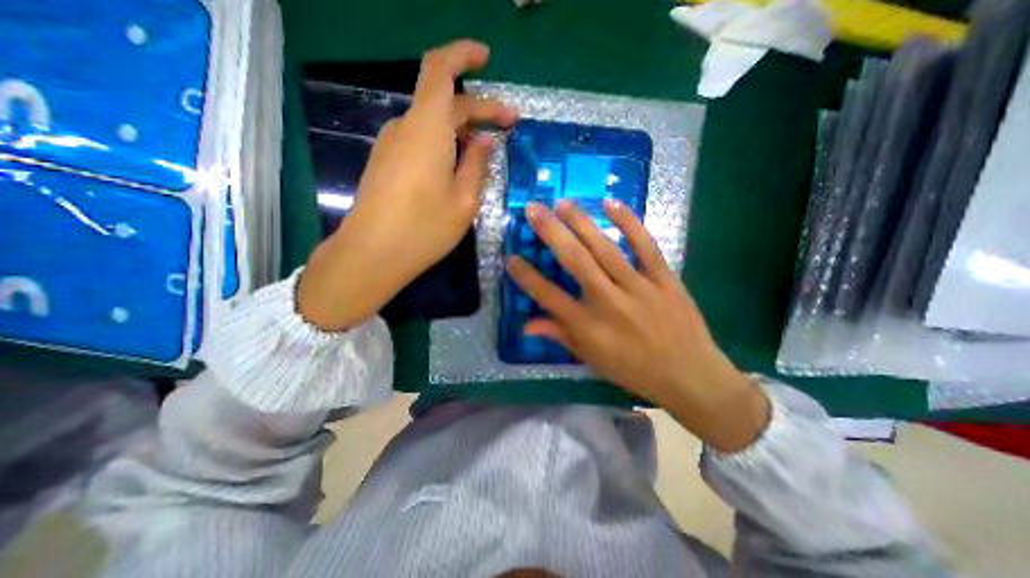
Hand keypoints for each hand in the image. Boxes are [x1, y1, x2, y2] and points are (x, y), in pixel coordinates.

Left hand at [304, 38, 518, 328]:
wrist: (372, 255)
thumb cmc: (424, 228)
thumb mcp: (464, 200)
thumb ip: (477, 165)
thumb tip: (485, 141)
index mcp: (427, 128)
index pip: (439, 70)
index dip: (462, 55)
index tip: (485, 57)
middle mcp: (406, 128)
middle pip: (445, 104)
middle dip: (479, 110)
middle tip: (509, 126)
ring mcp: (392, 146)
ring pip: (433, 125)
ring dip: (462, 132)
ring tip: (486, 153)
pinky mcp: (387, 163)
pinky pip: (421, 143)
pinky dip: (445, 146)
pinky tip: (458, 168)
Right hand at [504, 202, 768, 453]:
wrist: (690, 376)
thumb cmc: (634, 371)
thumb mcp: (592, 359)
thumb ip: (560, 336)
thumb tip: (526, 324)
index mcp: (590, 328)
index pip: (549, 297)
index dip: (528, 277)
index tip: (511, 258)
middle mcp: (610, 303)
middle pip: (576, 262)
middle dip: (551, 233)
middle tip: (533, 209)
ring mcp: (640, 288)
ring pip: (606, 249)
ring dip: (582, 222)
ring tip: (563, 203)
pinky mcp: (665, 279)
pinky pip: (646, 246)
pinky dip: (630, 223)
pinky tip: (612, 204)